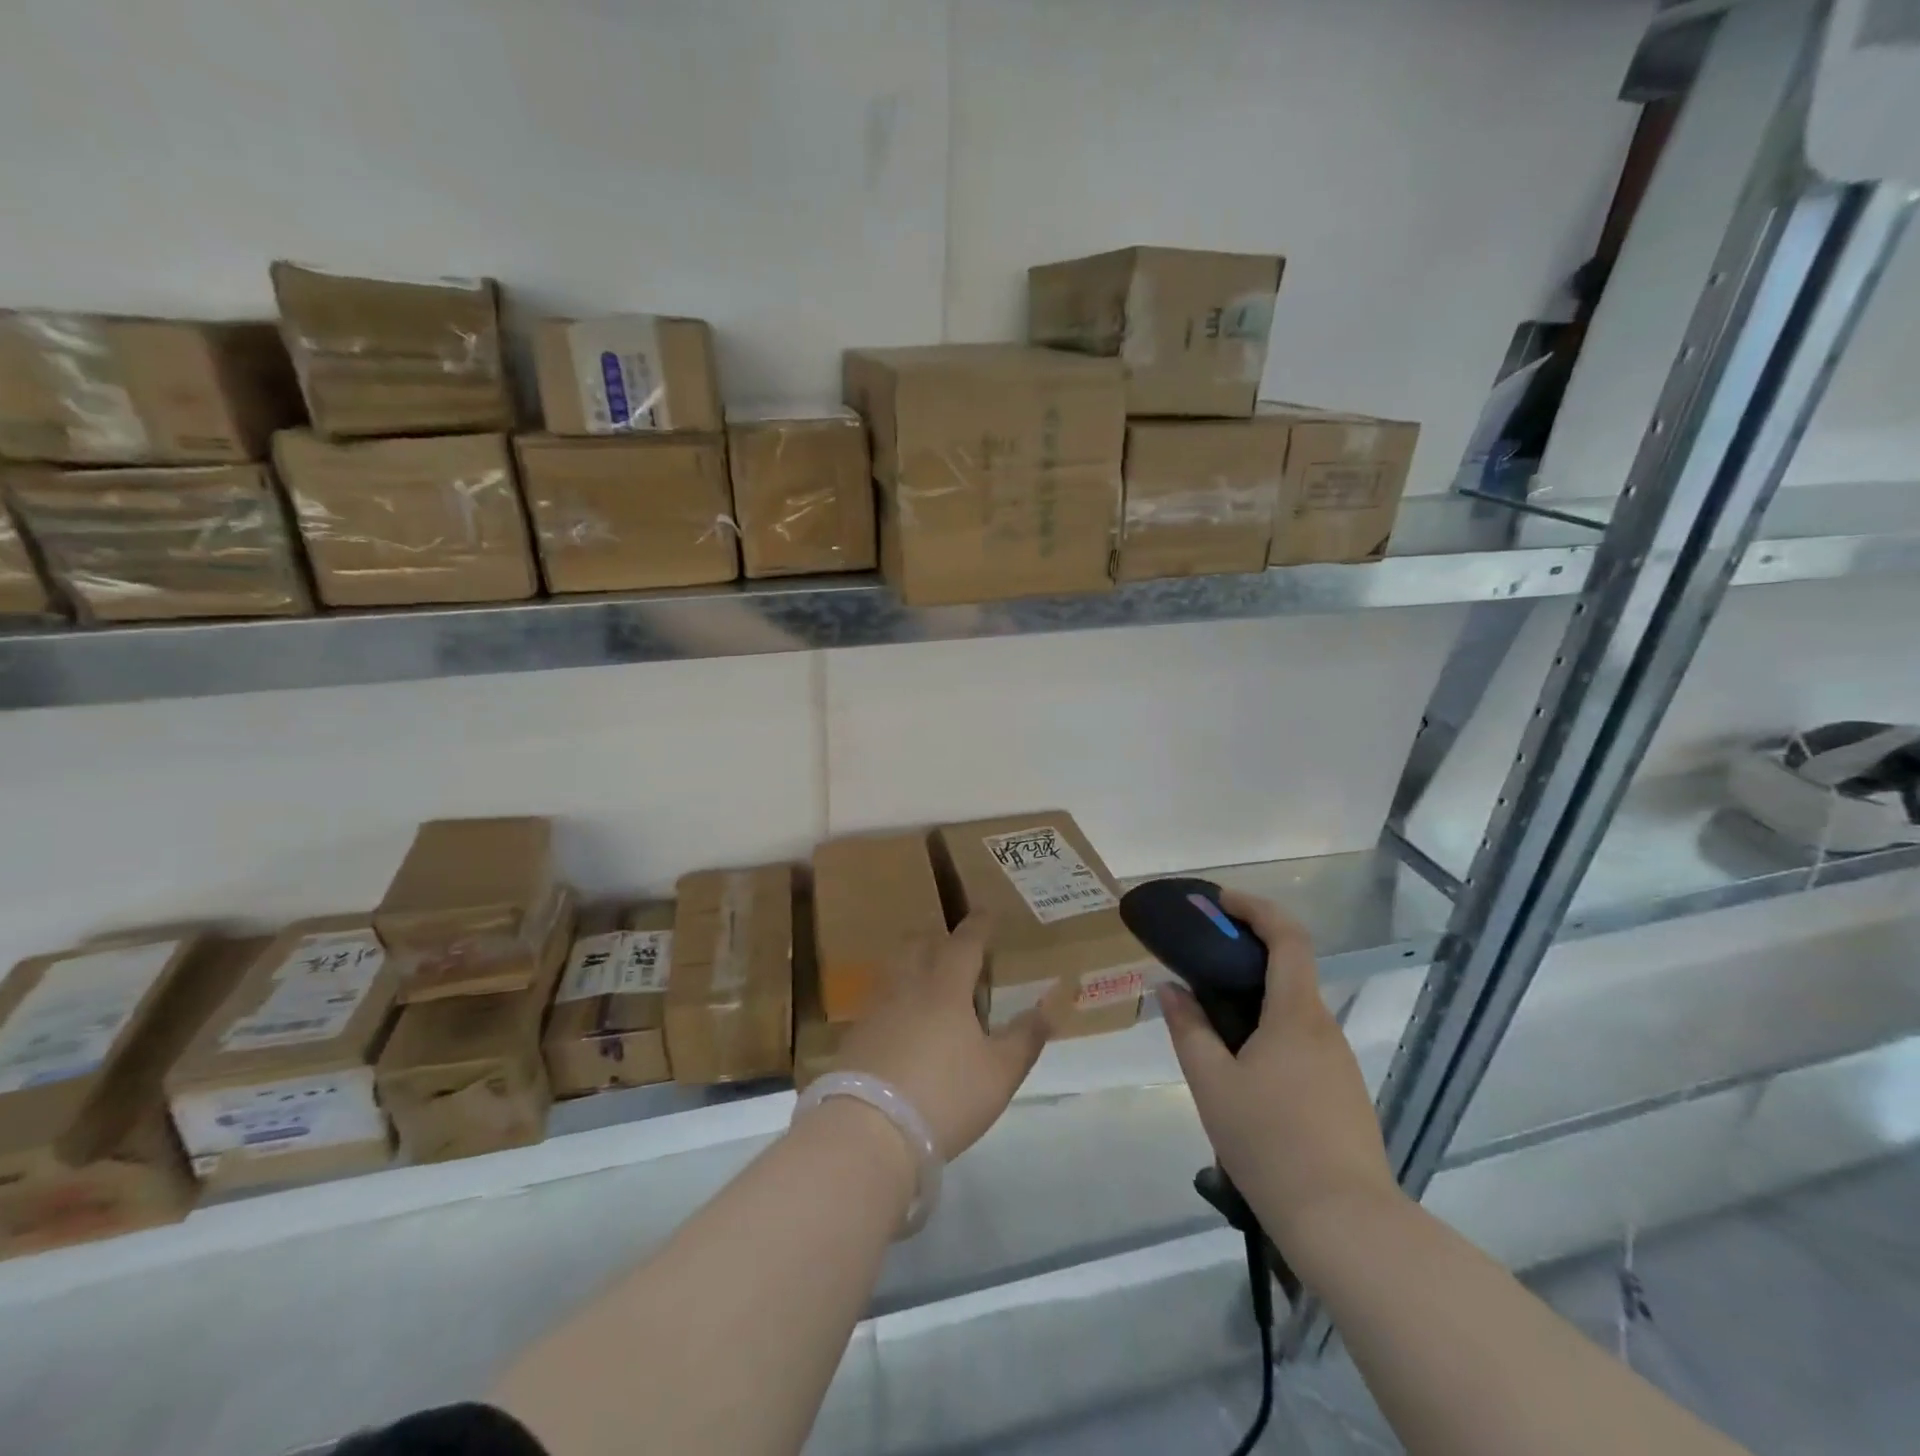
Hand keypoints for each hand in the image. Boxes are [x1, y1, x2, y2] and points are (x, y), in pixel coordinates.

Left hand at [834, 915, 1054, 1160]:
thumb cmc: (945, 1095)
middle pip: (919, 945)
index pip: (965, 942)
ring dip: (913, 965)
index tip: (987, 911)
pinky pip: (880, 1000)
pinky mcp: (855, 1035)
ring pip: (895, 970)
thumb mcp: (999, 1072)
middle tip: (955, 947)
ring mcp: (876, 1009)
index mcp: (945, 986)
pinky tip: (903, 1022)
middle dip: (937, 938)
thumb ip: (1026, 1036)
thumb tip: (1053, 1002)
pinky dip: (896, 999)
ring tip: (929, 982)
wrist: (868, 1130)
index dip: (979, 925)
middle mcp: (907, 986)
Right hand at [1157, 889, 1402, 1254]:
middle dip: (1244, 953)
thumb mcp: (1211, 1083)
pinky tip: (1240, 1069)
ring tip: (1209, 1020)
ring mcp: (1338, 1062)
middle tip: (1199, 961)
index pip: (1287, 936)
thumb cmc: (1270, 1143)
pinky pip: (1300, 1042)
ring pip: (1292, 1010)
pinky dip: (1268, 1031)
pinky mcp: (1342, 1093)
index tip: (1219, 902)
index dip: (1255, 908)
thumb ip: (1188, 1028)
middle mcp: (1323, 1027)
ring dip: (1254, 998)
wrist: (1345, 1223)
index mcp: (1296, 1014)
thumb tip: (1170, 988)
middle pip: (1289, 969)